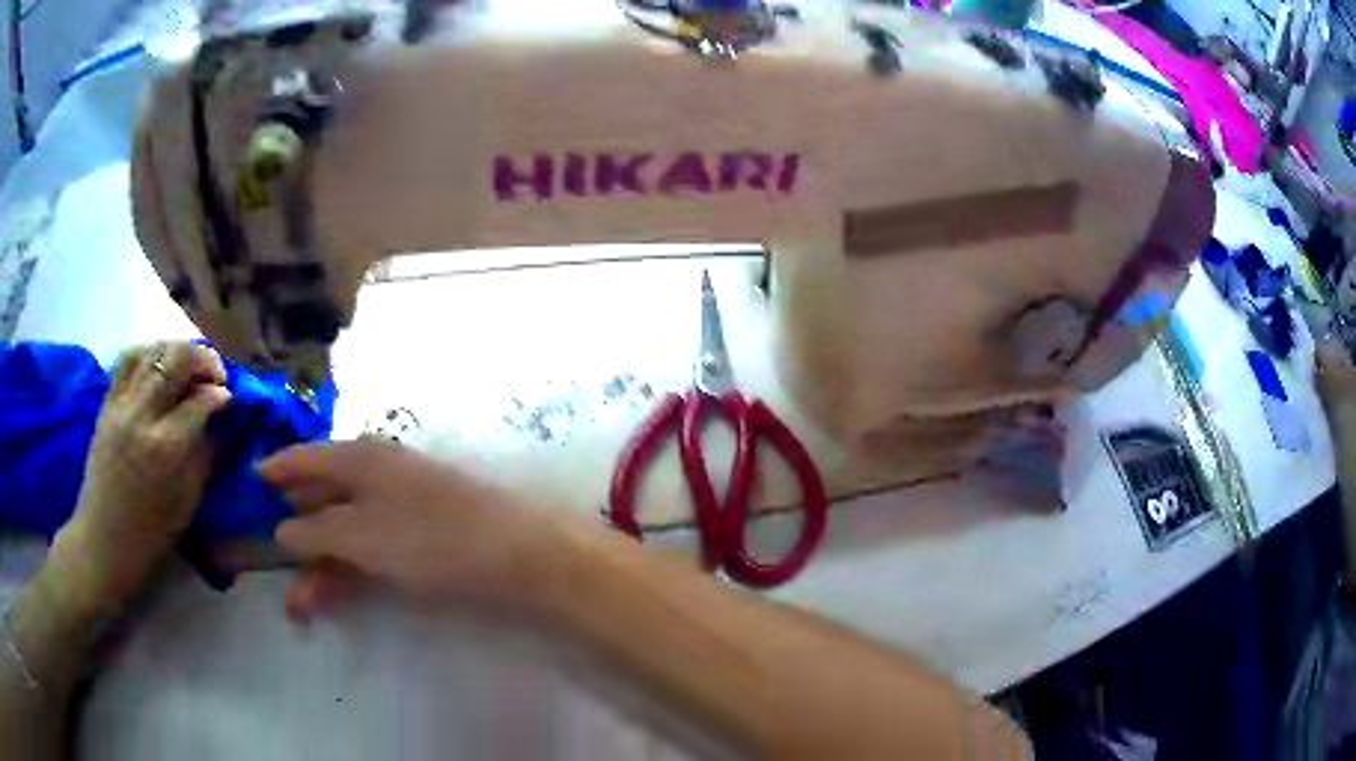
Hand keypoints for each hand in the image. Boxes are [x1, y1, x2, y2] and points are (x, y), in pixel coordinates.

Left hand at [51, 343, 230, 618]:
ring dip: (177, 350)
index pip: (200, 401)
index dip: (220, 394)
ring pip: (152, 350)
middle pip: (176, 360)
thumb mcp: (186, 502)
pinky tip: (158, 363)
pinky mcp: (108, 401)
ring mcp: (121, 405)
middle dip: (203, 359)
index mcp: (166, 448)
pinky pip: (128, 359)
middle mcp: (142, 416)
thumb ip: (205, 457)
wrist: (105, 536)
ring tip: (188, 365)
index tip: (229, 399)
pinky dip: (148, 352)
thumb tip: (223, 423)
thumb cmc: (151, 531)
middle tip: (214, 373)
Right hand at [260, 439, 565, 617]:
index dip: (277, 470)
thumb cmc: (430, 537)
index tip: (250, 483)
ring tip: (300, 607)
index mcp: (360, 458)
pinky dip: (350, 572)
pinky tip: (335, 597)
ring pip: (346, 532)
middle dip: (296, 537)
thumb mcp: (361, 535)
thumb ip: (316, 532)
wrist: (517, 556)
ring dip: (321, 567)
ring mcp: (400, 507)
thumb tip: (281, 530)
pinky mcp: (420, 538)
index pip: (306, 457)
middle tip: (274, 570)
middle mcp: (377, 474)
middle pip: (323, 500)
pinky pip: (371, 550)